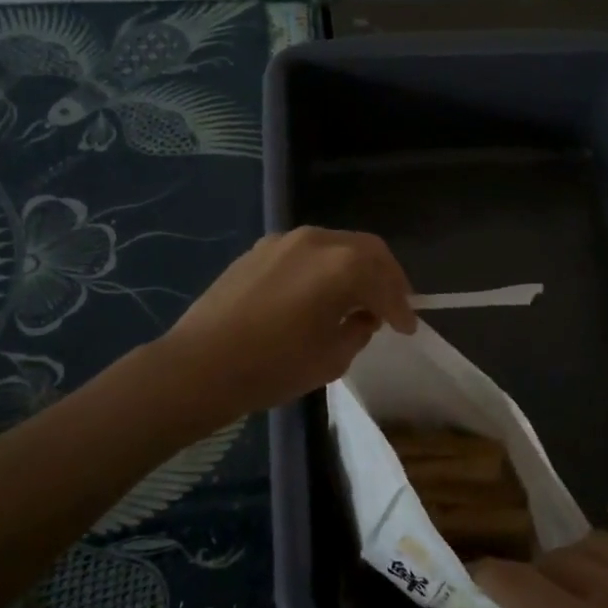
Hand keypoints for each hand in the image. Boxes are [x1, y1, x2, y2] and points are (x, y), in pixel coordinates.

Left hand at [162, 227, 415, 417]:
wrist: (200, 365)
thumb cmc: (274, 366)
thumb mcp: (332, 358)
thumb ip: (358, 330)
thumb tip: (362, 317)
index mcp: (343, 266)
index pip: (385, 283)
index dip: (401, 308)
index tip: (408, 328)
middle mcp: (317, 241)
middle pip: (367, 250)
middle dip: (385, 278)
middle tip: (392, 305)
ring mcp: (285, 240)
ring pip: (336, 246)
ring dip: (354, 269)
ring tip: (356, 299)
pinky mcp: (259, 249)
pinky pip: (306, 252)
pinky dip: (324, 268)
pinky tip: (318, 293)